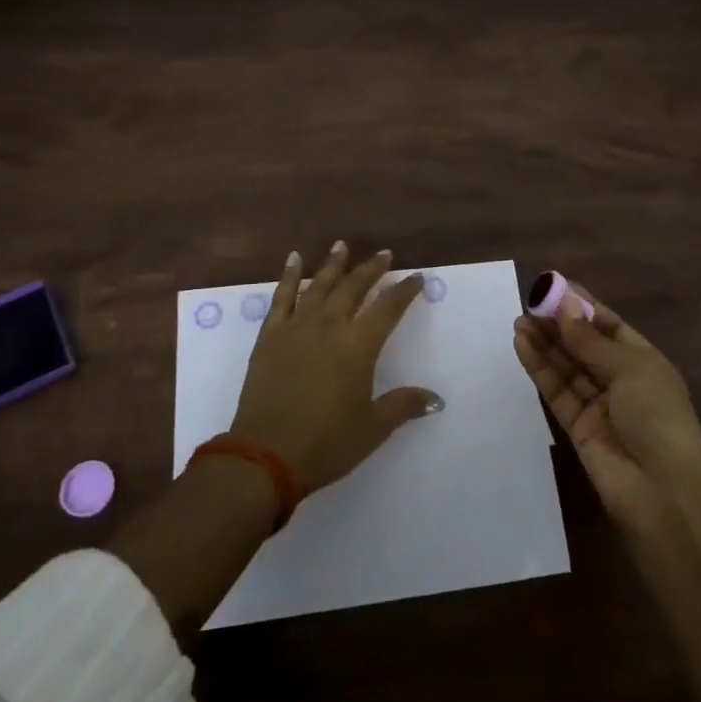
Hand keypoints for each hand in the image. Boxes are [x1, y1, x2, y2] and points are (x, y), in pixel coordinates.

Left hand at [229, 242, 441, 494]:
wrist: (265, 456)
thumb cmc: (326, 444)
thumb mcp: (372, 429)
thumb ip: (403, 406)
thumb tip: (436, 399)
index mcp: (358, 346)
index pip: (388, 308)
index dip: (404, 291)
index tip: (416, 277)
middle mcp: (329, 326)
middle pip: (354, 287)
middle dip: (371, 269)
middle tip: (384, 254)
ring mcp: (297, 328)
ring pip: (318, 285)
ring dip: (333, 264)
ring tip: (342, 245)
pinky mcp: (270, 336)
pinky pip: (281, 297)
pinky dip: (288, 276)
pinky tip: (294, 260)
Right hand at [514, 282, 700, 535]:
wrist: (662, 491)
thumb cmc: (656, 416)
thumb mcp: (629, 368)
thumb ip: (590, 339)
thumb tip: (565, 305)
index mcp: (643, 361)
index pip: (609, 326)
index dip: (583, 306)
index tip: (555, 287)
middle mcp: (621, 380)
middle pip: (584, 345)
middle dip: (558, 324)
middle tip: (529, 303)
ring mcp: (598, 405)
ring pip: (566, 366)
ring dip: (544, 343)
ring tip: (519, 320)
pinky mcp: (577, 427)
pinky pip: (556, 390)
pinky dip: (540, 368)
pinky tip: (522, 344)